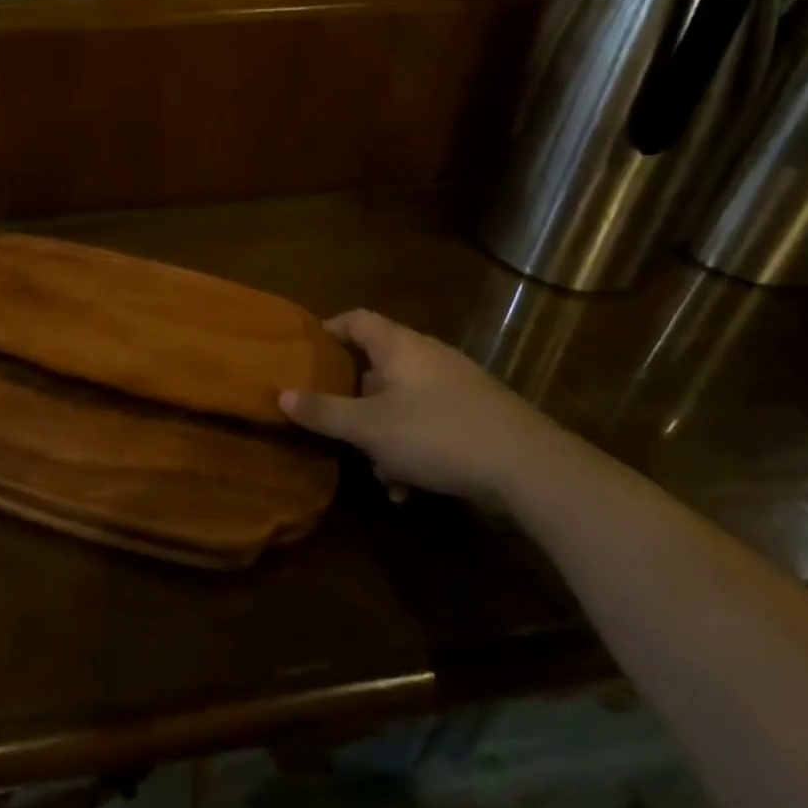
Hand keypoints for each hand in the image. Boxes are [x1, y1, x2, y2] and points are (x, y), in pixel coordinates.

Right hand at [280, 309, 572, 500]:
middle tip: (333, 421)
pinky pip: (430, 423)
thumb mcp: (369, 428)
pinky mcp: (476, 414)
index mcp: (399, 346)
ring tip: (377, 472)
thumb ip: (323, 412)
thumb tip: (280, 394)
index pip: (356, 319)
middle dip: (354, 399)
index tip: (305, 352)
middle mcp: (427, 356)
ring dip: (384, 435)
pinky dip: (413, 448)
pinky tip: (409, 488)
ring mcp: (456, 385)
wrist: (527, 465)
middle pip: (377, 365)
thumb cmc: (435, 433)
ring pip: (402, 402)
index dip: (328, 330)